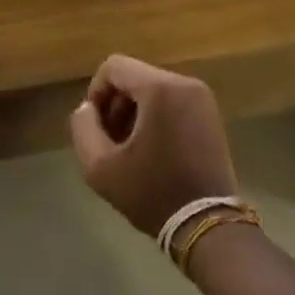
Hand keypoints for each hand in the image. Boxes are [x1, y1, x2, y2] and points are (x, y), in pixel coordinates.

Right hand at [69, 56, 237, 236]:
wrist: (208, 226)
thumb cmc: (152, 192)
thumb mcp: (100, 166)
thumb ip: (83, 127)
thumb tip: (88, 108)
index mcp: (160, 88)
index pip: (113, 67)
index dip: (95, 92)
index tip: (94, 126)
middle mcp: (185, 84)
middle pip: (134, 77)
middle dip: (115, 105)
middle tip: (110, 141)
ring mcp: (202, 99)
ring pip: (153, 90)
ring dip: (134, 113)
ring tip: (129, 149)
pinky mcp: (210, 116)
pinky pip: (172, 102)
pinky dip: (155, 118)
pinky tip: (151, 151)